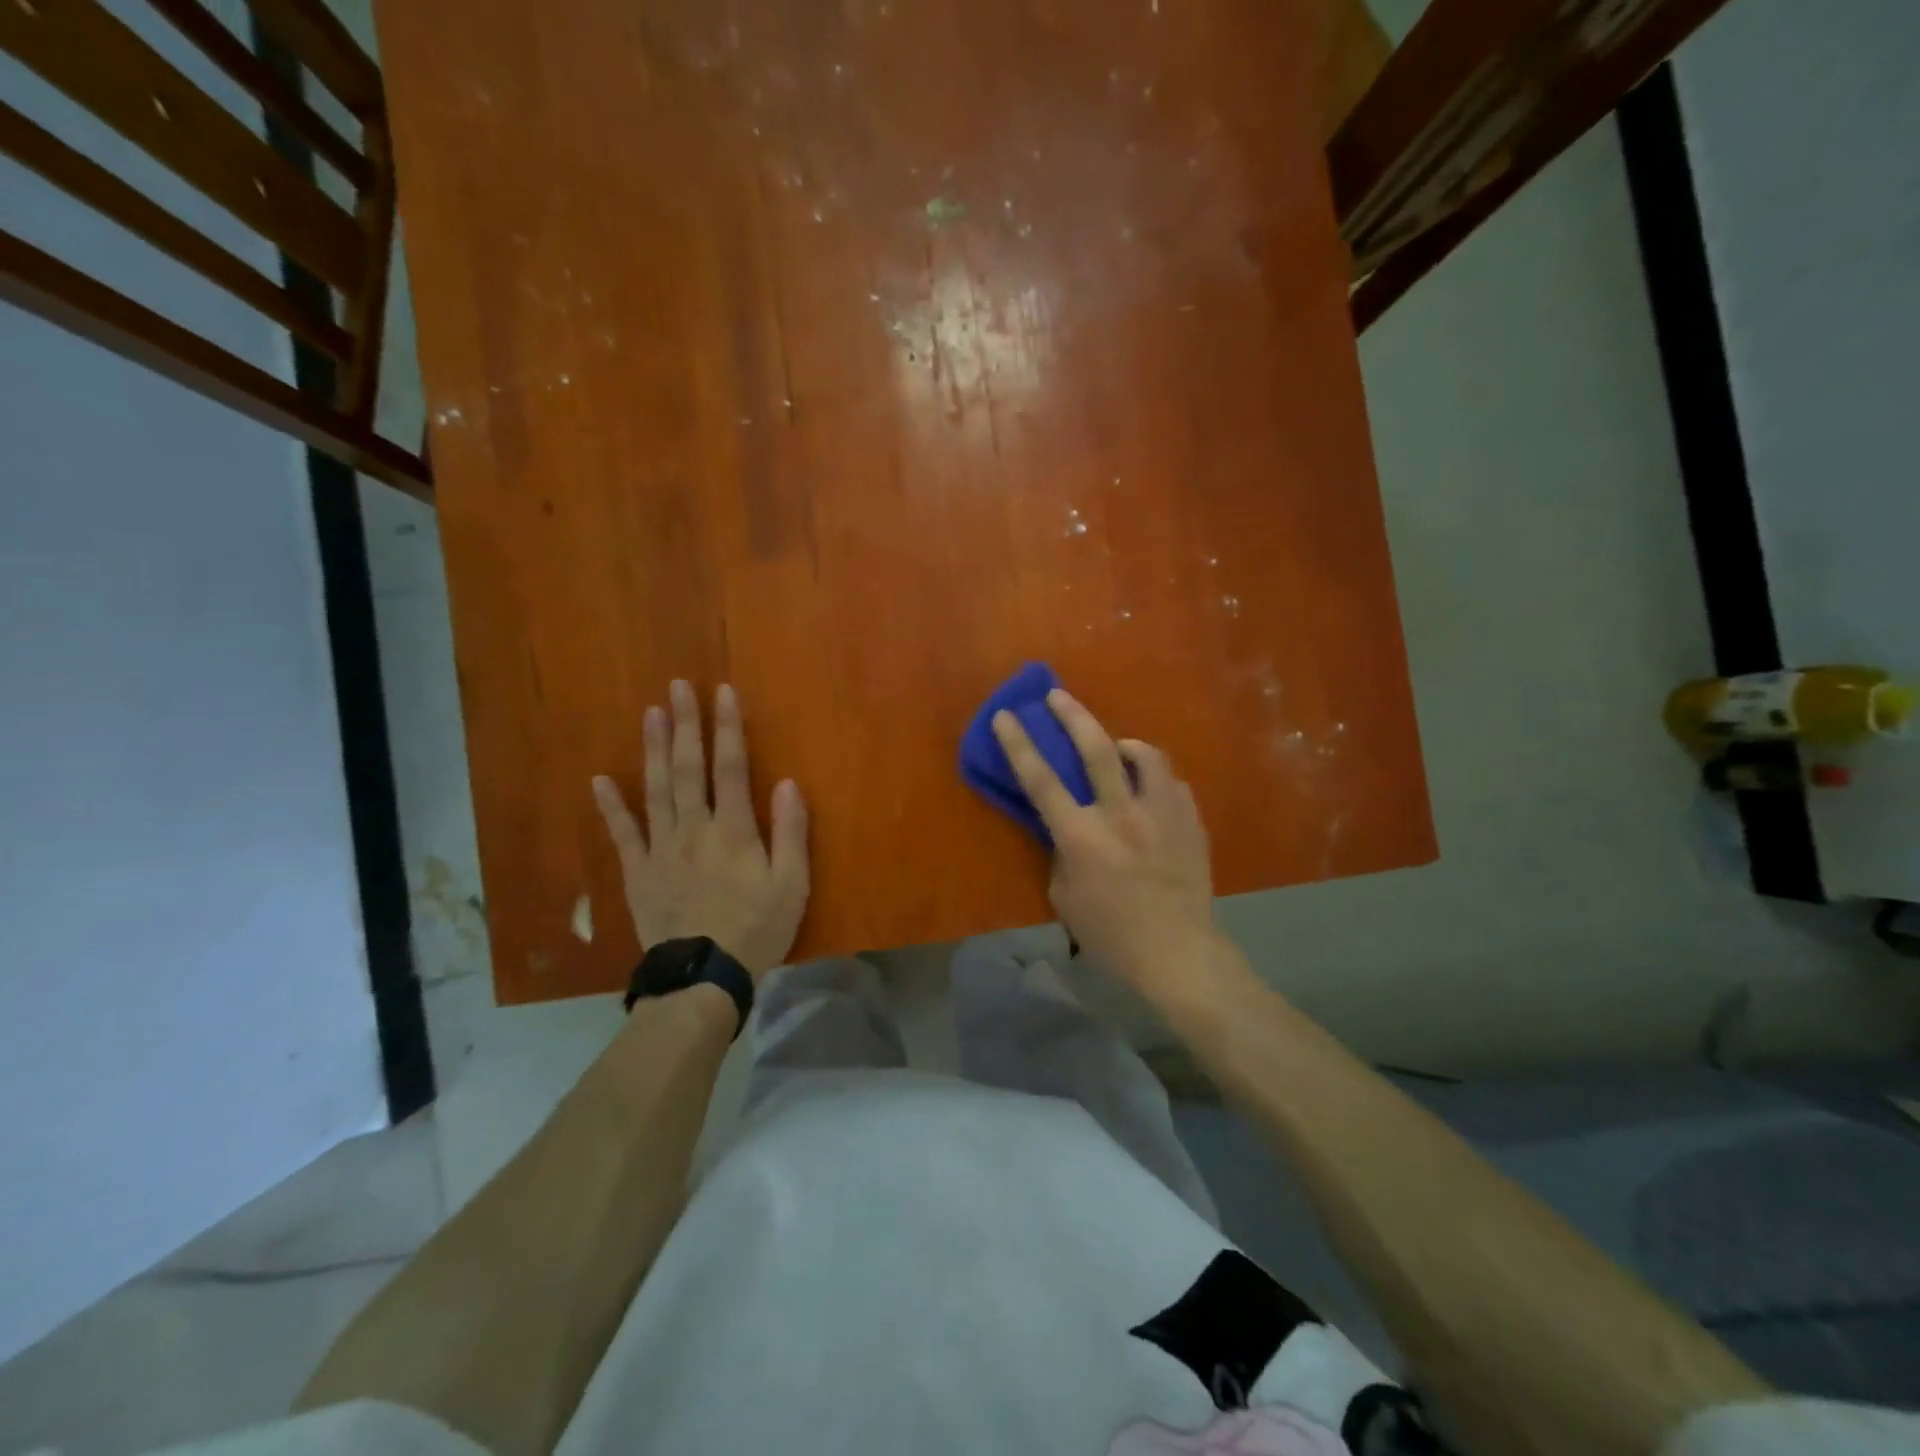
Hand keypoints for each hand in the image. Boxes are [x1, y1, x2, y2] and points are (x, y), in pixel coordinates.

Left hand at [593, 680, 808, 979]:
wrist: (703, 976)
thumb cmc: (757, 929)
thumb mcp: (792, 884)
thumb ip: (791, 832)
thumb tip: (787, 782)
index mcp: (734, 830)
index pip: (732, 767)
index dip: (728, 728)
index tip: (722, 692)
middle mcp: (695, 828)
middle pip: (689, 768)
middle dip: (685, 724)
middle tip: (677, 687)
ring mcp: (661, 848)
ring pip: (656, 789)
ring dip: (653, 749)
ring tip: (650, 713)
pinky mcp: (638, 872)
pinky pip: (622, 833)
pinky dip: (611, 806)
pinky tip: (600, 779)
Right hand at [991, 690, 1226, 1003]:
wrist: (1178, 952)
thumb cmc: (1111, 933)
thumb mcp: (1065, 897)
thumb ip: (1061, 854)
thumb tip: (1066, 829)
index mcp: (1081, 836)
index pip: (1041, 780)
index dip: (1019, 744)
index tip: (1007, 715)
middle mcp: (1121, 815)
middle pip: (1096, 749)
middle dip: (1072, 715)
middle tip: (1058, 695)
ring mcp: (1161, 814)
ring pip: (1146, 756)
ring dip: (1126, 744)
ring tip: (1119, 749)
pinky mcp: (1190, 821)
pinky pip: (1172, 783)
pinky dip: (1155, 780)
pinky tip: (1151, 793)